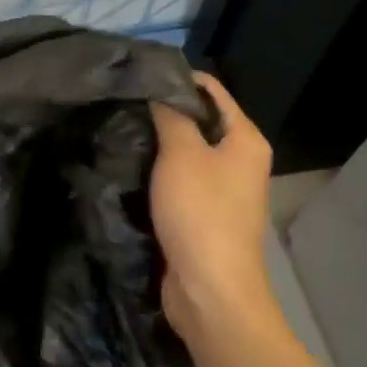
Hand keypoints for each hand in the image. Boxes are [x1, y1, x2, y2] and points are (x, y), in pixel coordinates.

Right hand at [149, 73, 275, 340]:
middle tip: (123, 102)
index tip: (138, 74)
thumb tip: (158, 90)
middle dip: (163, 111)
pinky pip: (179, 180)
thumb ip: (170, 115)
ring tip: (120, 128)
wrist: (210, 292)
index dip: (177, 78)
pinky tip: (129, 165)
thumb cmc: (201, 212)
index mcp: (245, 139)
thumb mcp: (181, 153)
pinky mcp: (203, 214)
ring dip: (158, 144)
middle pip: (199, 120)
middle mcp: (240, 160)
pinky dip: (158, 173)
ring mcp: (223, 190)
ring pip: (186, 152)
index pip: (211, 90)